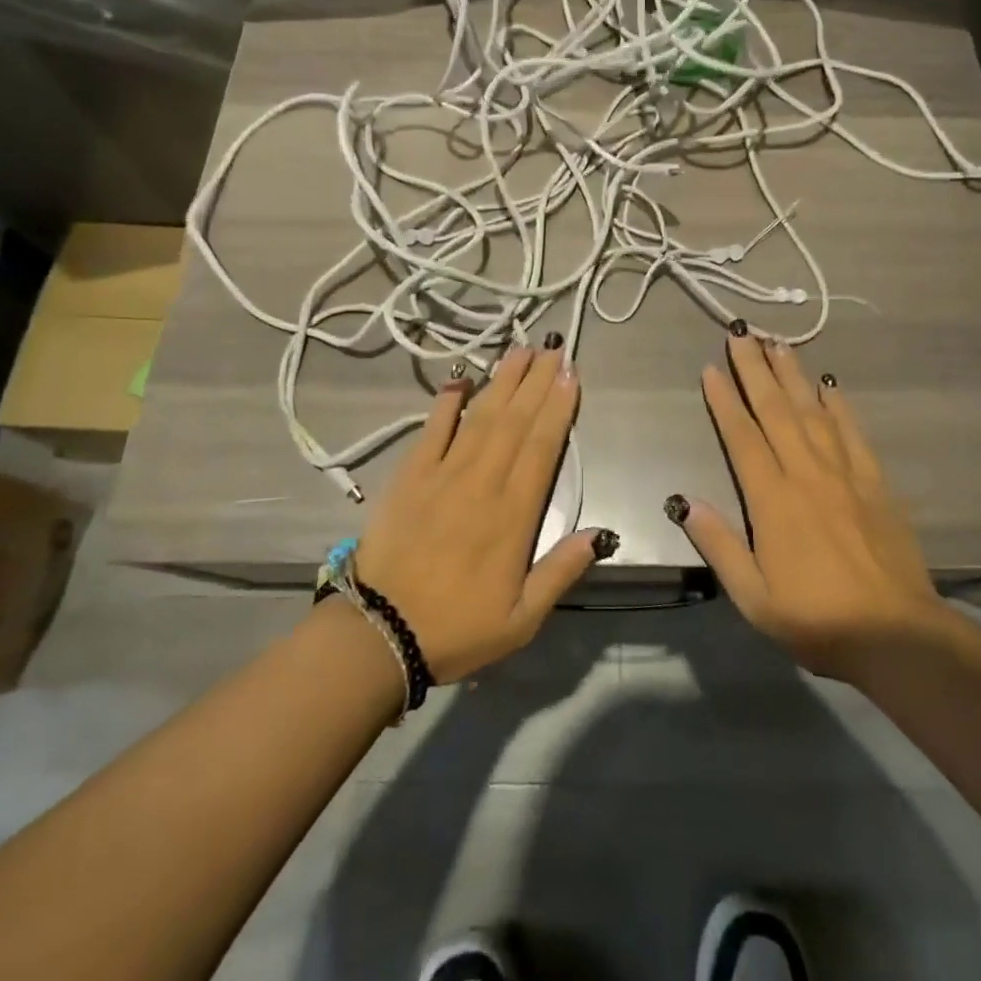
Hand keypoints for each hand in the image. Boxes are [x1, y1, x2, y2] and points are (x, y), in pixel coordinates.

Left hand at [354, 345, 612, 683]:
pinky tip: (461, 379)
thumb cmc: (457, 626)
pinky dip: (447, 402)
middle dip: (537, 381)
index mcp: (513, 514)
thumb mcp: (522, 618)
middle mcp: (482, 482)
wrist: (380, 633)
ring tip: (520, 350)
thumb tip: (601, 533)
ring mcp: (443, 474)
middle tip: (553, 347)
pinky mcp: (411, 476)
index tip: (570, 374)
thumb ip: (561, 571)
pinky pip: (432, 430)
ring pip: (481, 416)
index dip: (558, 407)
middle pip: (515, 421)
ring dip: (502, 381)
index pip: (541, 447)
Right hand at [670, 330, 948, 678]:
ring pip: (813, 412)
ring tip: (778, 344)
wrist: (897, 636)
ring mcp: (845, 475)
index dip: (724, 401)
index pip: (742, 438)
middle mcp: (807, 475)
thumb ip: (720, 546)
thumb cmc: (817, 620)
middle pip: (776, 411)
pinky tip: (829, 384)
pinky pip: (853, 434)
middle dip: (755, 370)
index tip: (711, 369)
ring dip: (793, 375)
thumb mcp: (754, 597)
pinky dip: (839, 406)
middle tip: (741, 334)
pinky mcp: (875, 483)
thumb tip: (685, 502)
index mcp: (773, 500)